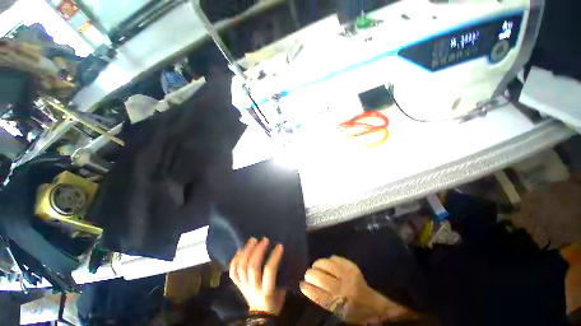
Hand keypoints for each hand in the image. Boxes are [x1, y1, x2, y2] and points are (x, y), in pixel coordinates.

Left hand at [230, 238, 286, 315]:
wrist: (260, 315)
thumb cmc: (275, 299)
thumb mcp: (282, 287)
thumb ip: (281, 272)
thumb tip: (283, 252)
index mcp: (267, 290)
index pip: (269, 271)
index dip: (274, 256)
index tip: (279, 245)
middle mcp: (253, 288)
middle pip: (252, 267)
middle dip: (258, 250)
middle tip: (264, 239)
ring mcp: (243, 286)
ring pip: (241, 267)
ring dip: (247, 250)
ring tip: (253, 240)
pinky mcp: (237, 285)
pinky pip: (233, 270)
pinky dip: (236, 258)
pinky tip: (242, 248)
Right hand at [300, 256, 413, 324]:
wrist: (374, 306)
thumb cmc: (354, 313)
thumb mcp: (337, 313)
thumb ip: (323, 300)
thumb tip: (307, 286)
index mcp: (339, 304)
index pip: (318, 294)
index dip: (307, 288)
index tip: (301, 283)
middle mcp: (343, 288)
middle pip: (320, 277)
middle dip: (310, 274)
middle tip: (308, 274)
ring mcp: (348, 275)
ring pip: (326, 264)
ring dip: (318, 264)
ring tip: (315, 266)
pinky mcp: (352, 266)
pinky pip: (335, 258)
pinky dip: (329, 260)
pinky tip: (328, 263)